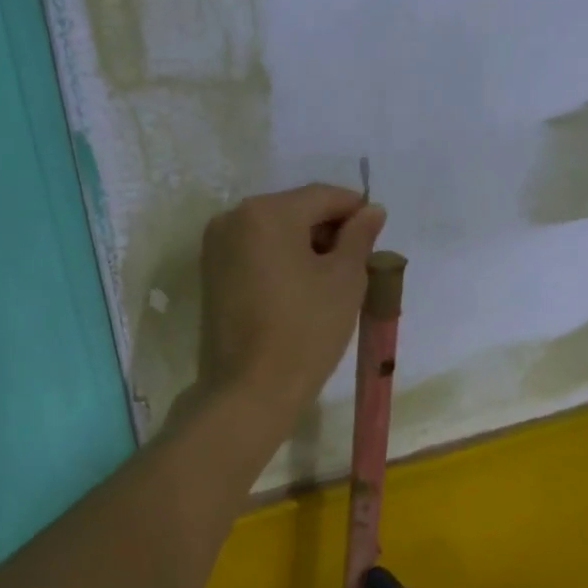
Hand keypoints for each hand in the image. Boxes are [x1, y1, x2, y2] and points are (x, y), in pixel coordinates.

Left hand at [195, 184, 385, 429]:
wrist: (252, 390)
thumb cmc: (306, 331)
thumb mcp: (345, 280)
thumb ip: (359, 237)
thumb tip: (370, 211)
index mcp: (266, 212)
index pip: (322, 196)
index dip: (355, 210)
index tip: (377, 233)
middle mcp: (233, 219)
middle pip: (293, 211)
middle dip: (327, 230)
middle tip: (357, 263)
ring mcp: (216, 249)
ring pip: (272, 234)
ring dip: (304, 248)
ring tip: (331, 281)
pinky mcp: (211, 278)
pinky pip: (255, 256)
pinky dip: (280, 263)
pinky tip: (301, 291)